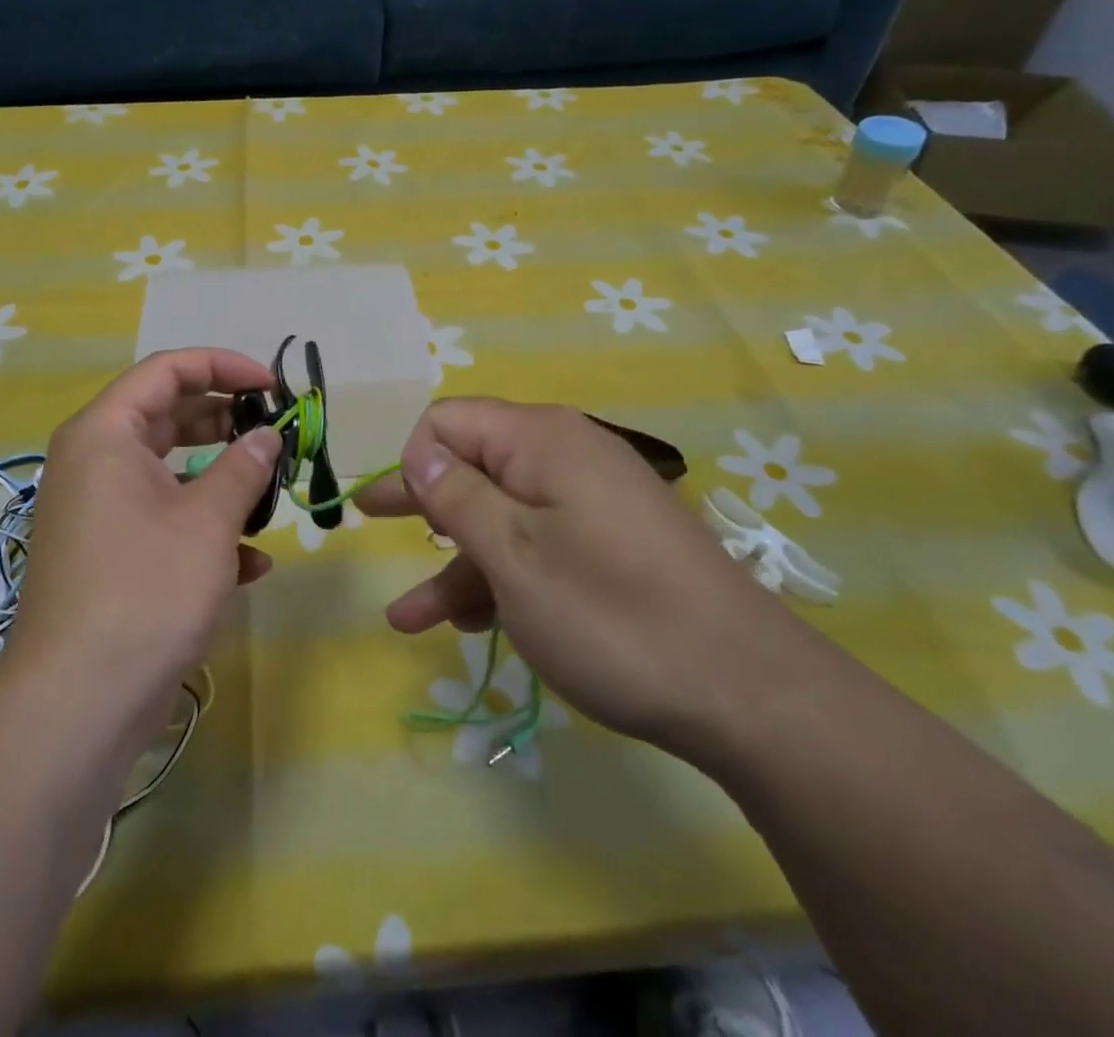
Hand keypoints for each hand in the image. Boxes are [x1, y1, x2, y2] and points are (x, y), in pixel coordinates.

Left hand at [8, 349, 282, 715]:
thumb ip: (244, 467)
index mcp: (104, 434)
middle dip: (225, 422)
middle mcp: (93, 463)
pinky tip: (250, 563)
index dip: (224, 367)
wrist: (79, 703)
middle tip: (274, 434)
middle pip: (167, 416)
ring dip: (220, 479)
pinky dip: (203, 527)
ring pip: (168, 471)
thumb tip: (267, 435)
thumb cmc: (146, 590)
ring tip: (268, 495)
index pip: (166, 370)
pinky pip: (161, 518)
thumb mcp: (209, 521)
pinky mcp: (108, 554)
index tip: (273, 386)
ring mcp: (98, 510)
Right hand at [359, 398, 806, 753]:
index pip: (450, 422)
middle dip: (421, 499)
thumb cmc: (610, 614)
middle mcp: (565, 457)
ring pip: (501, 517)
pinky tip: (471, 624)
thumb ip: (456, 497)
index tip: (399, 513)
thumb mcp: (514, 555)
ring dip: (455, 561)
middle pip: (472, 464)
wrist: (746, 691)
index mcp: (540, 440)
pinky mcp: (609, 546)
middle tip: (368, 519)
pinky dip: (500, 578)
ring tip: (409, 617)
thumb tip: (419, 451)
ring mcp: (590, 504)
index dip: (416, 460)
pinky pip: (537, 546)